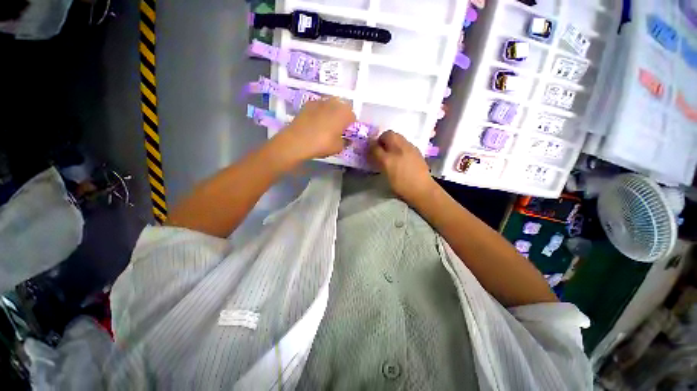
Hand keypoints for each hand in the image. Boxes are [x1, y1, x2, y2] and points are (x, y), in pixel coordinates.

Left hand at [276, 97, 355, 162]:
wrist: (297, 141)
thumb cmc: (322, 144)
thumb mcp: (339, 147)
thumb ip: (346, 141)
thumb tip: (346, 139)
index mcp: (344, 112)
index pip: (353, 117)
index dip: (350, 126)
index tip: (346, 134)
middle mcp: (334, 102)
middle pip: (342, 109)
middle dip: (341, 117)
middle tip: (336, 130)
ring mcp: (320, 101)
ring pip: (330, 106)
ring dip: (331, 114)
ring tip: (325, 126)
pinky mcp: (308, 104)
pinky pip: (319, 107)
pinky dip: (320, 113)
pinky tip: (315, 124)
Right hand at [369, 131, 436, 204]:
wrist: (421, 189)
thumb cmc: (401, 186)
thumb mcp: (385, 176)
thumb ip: (378, 162)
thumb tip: (373, 153)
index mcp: (387, 159)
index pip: (375, 146)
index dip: (371, 146)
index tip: (370, 150)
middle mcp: (398, 149)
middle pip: (388, 135)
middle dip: (382, 139)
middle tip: (381, 148)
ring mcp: (409, 148)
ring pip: (398, 137)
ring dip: (392, 141)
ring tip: (391, 151)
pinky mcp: (417, 150)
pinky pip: (405, 142)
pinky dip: (400, 145)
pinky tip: (402, 155)